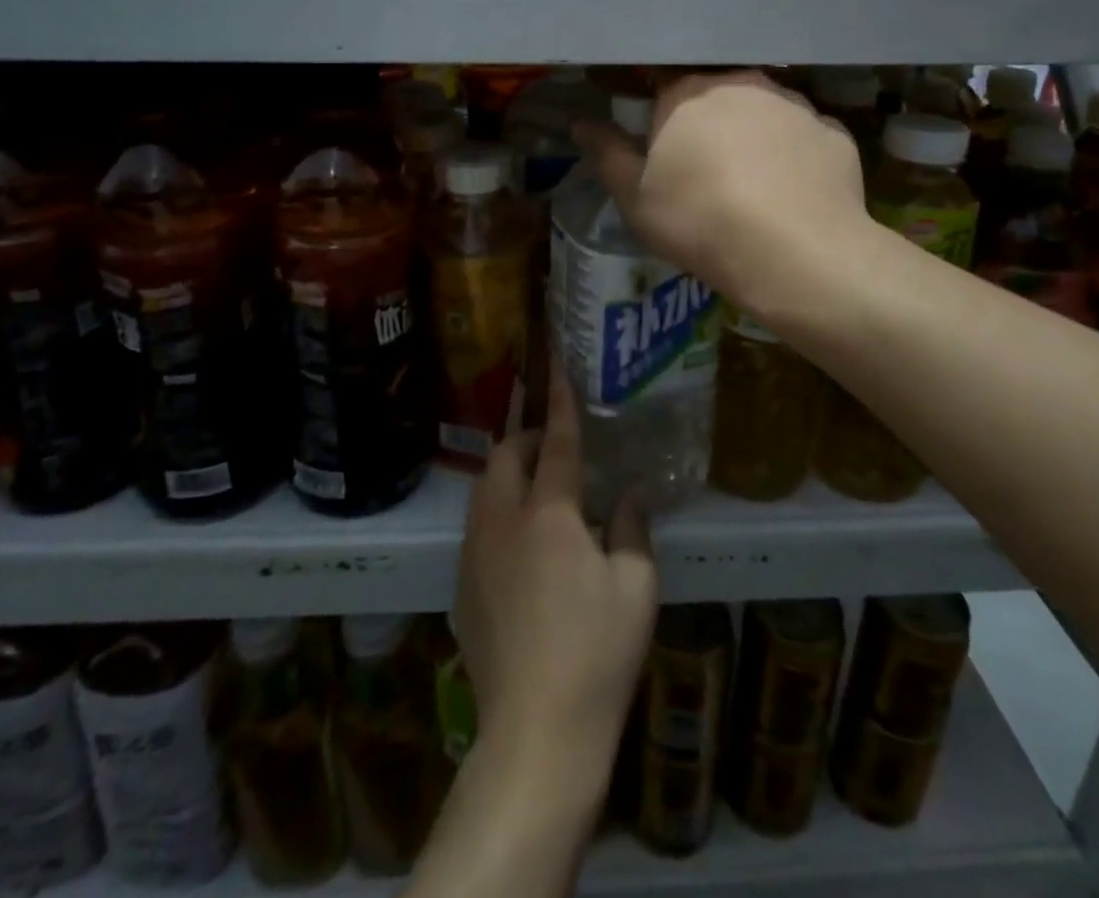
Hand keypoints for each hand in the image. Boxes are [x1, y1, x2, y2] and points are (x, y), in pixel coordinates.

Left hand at [454, 365, 657, 804]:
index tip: (556, 366)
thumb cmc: (598, 654)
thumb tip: (628, 496)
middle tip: (557, 446)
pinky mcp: (462, 587)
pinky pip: (477, 528)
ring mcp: (475, 554)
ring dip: (509, 473)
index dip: (561, 402)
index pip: (558, 443)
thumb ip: (633, 530)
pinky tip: (522, 546)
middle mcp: (503, 522)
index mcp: (550, 515)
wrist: (536, 732)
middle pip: (505, 455)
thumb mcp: (637, 588)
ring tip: (539, 487)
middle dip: (528, 436)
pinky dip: (498, 514)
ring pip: (484, 489)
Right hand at [573, 70, 871, 319]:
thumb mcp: (635, 198)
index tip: (667, 157)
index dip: (663, 123)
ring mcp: (794, 104)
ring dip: (755, 138)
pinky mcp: (834, 131)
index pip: (665, 91)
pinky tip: (792, 194)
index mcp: (687, 93)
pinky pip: (804, 138)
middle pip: (717, 98)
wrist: (794, 253)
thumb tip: (580, 122)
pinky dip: (795, 157)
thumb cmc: (699, 221)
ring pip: (764, 113)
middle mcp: (742, 83)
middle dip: (710, 127)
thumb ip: (607, 153)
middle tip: (708, 176)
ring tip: (754, 188)